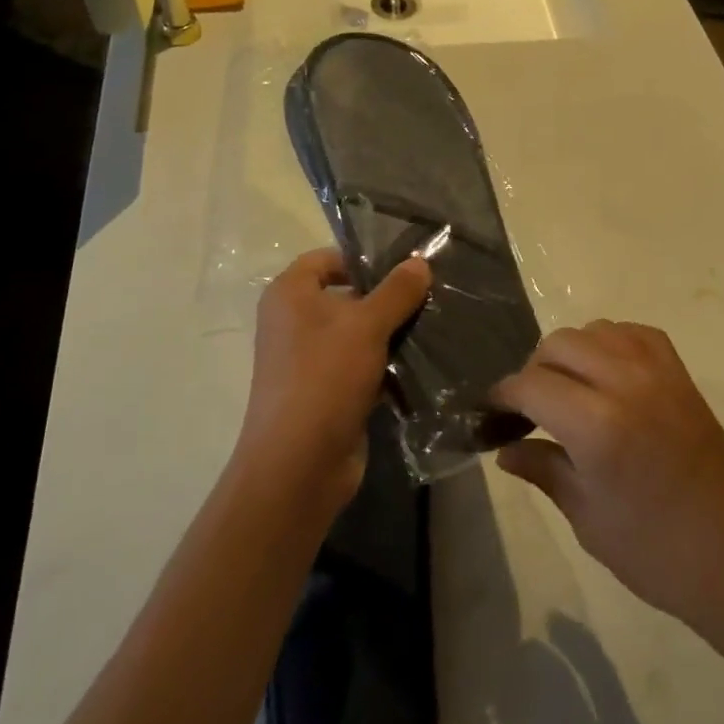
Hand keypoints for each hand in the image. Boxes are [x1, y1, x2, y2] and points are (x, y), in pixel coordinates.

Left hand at [241, 249, 430, 508]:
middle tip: (430, 294)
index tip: (405, 267)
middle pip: (346, 295)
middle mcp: (294, 321)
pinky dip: (386, 363)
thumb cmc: (325, 377)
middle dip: (387, 296)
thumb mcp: (367, 325)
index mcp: (289, 294)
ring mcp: (309, 359)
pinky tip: (422, 361)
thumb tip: (420, 261)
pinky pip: (360, 365)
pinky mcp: (326, 391)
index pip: (327, 258)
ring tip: (434, 324)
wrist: (299, 465)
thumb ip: (396, 290)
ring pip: (357, 332)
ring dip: (391, 331)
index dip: (363, 258)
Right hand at [492, 321, 723, 639]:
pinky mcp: (682, 375)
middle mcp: (625, 382)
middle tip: (530, 409)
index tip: (491, 411)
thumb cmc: (659, 554)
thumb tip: (505, 448)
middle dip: (534, 370)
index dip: (503, 395)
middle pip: (559, 344)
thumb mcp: (588, 519)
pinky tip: (607, 373)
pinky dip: (610, 342)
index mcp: (597, 424)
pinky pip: (634, 334)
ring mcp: (659, 372)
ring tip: (568, 390)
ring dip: (571, 352)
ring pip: (595, 330)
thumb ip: (543, 470)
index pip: (531, 385)